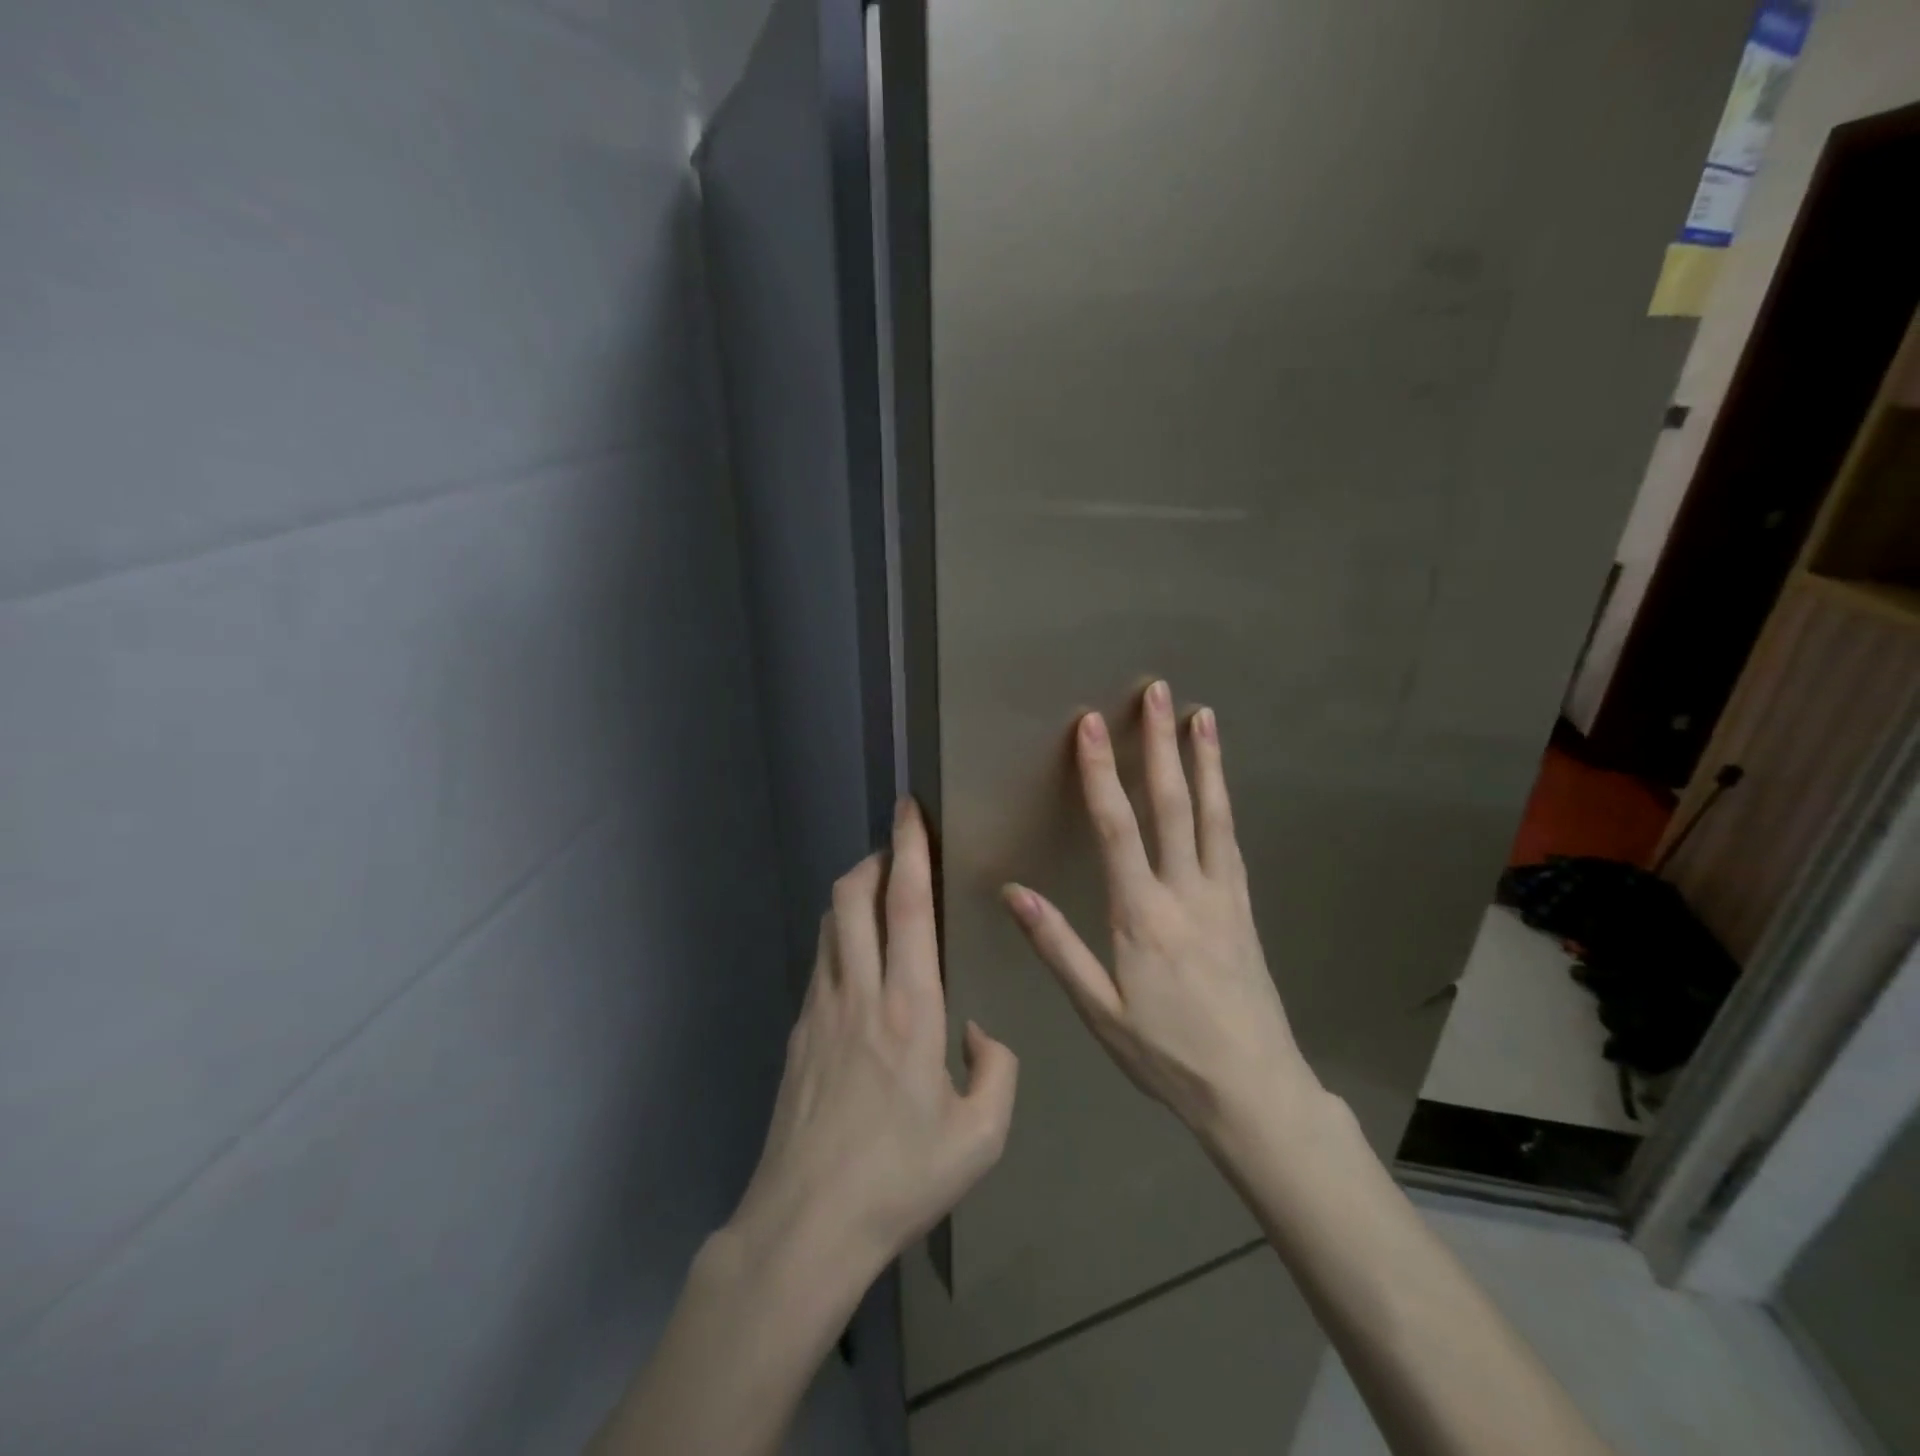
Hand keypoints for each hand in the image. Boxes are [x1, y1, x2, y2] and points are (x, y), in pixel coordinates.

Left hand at [726, 799, 1018, 1290]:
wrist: (806, 1225)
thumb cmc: (900, 1180)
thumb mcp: (981, 1137)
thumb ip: (997, 1071)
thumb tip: (979, 1033)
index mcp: (911, 1007)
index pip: (908, 905)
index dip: (909, 849)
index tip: (910, 810)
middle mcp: (860, 992)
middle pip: (853, 896)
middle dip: (875, 858)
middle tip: (899, 849)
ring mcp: (820, 1008)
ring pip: (830, 923)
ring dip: (854, 893)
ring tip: (880, 894)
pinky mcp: (798, 1030)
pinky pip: (820, 959)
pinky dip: (839, 935)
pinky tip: (859, 959)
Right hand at [1001, 681, 1317, 1141]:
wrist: (1254, 1090)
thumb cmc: (1166, 1054)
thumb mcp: (1099, 1011)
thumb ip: (1058, 947)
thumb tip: (1013, 891)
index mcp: (1142, 915)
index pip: (1116, 827)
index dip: (1100, 772)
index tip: (1090, 724)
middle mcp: (1186, 892)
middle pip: (1172, 805)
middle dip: (1160, 745)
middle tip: (1159, 693)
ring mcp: (1223, 897)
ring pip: (1212, 815)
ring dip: (1205, 762)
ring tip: (1203, 716)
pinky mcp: (1245, 909)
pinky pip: (1231, 843)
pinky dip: (1224, 803)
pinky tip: (1221, 786)